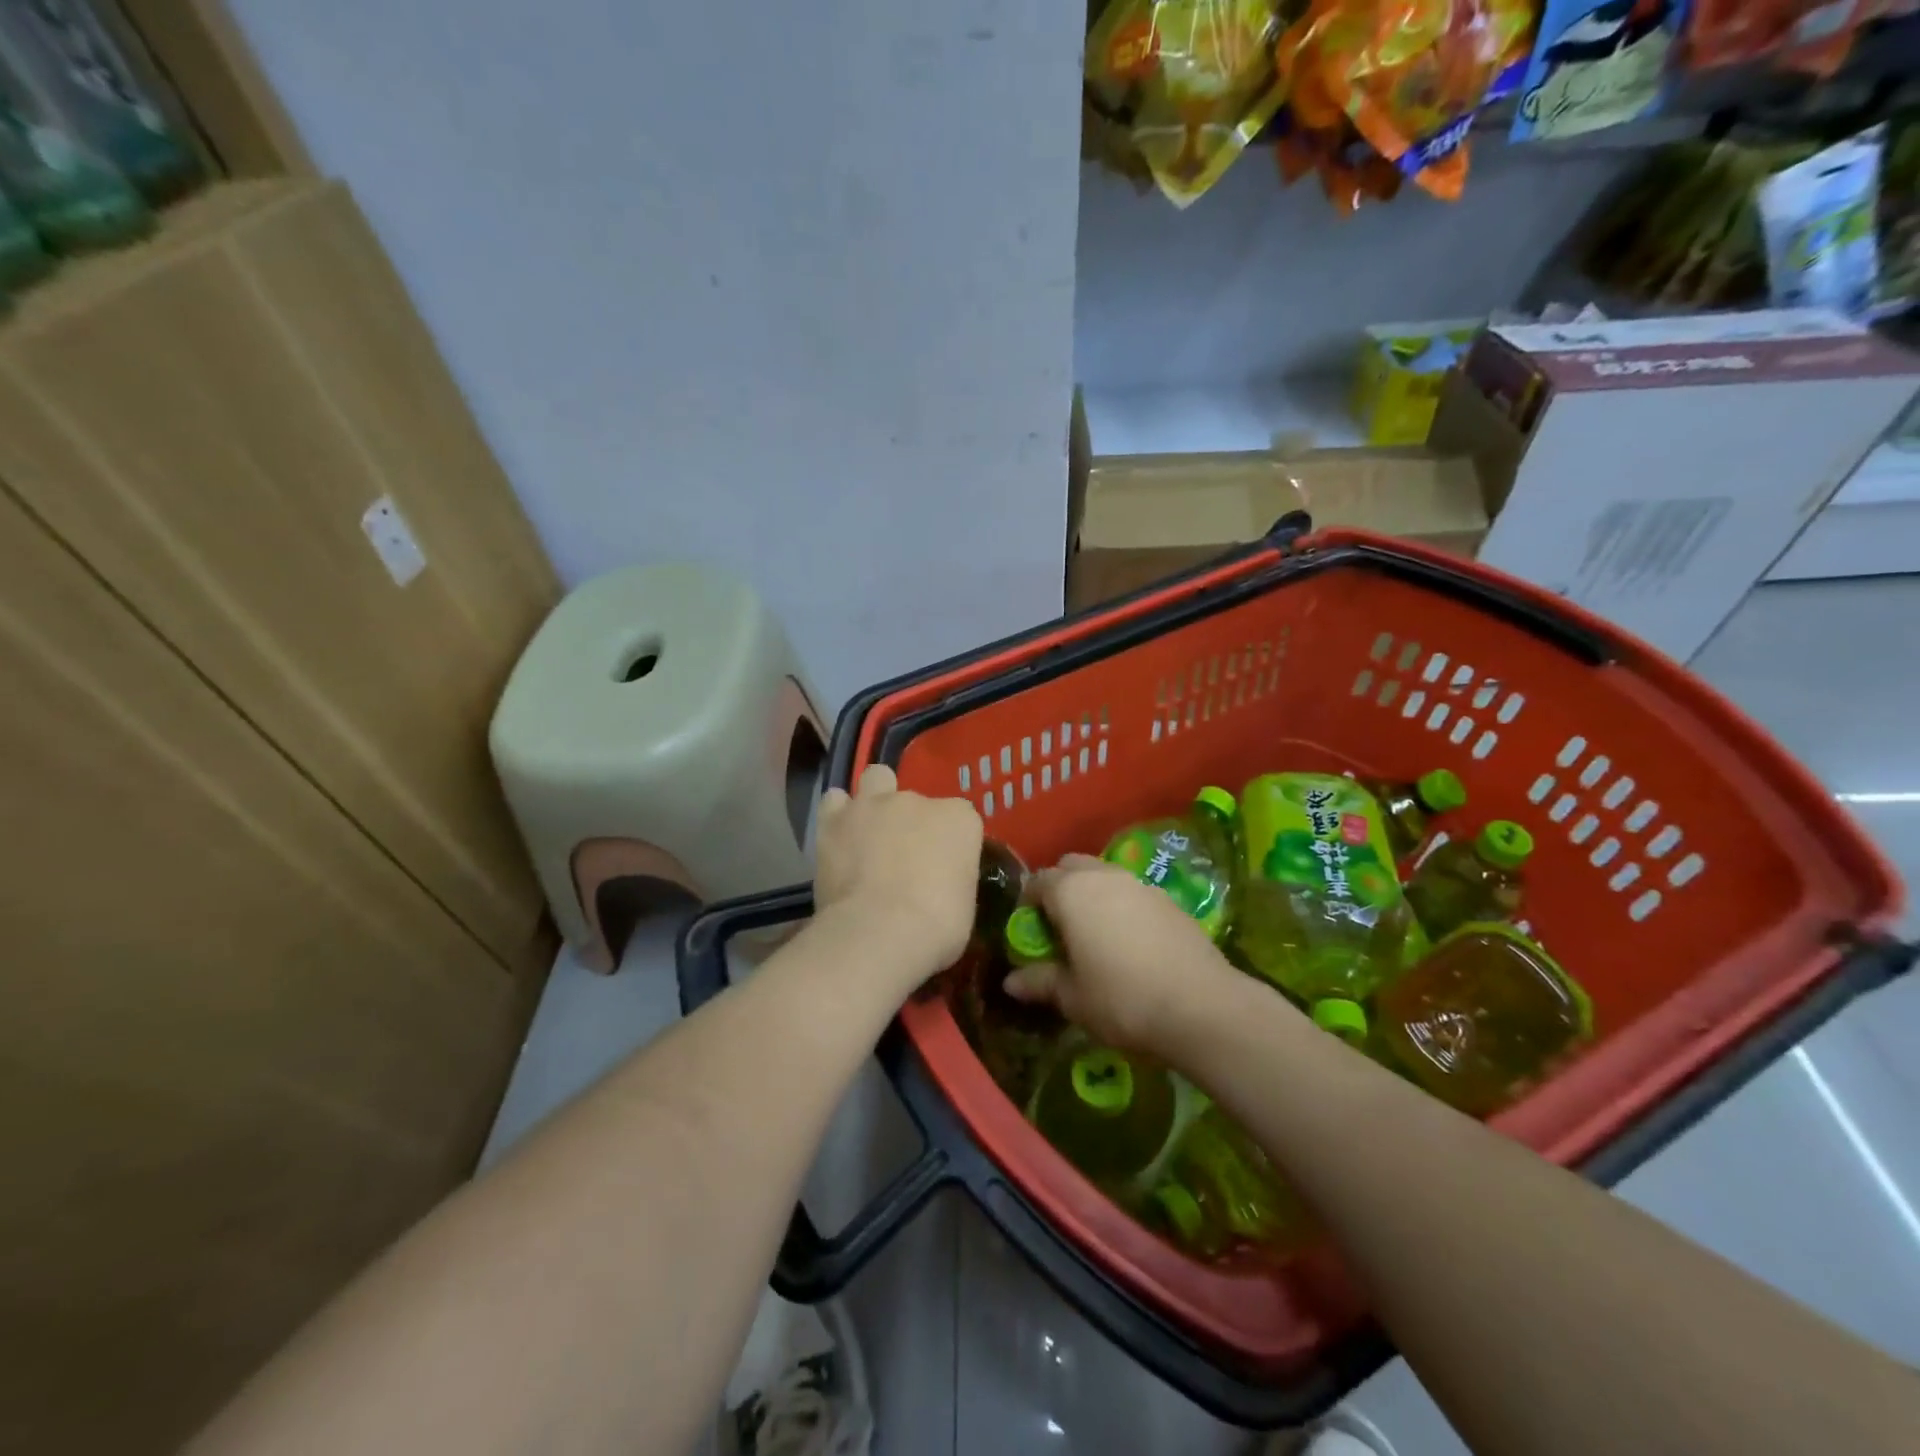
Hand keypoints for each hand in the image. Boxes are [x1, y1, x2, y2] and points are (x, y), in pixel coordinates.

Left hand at [814, 765, 982, 992]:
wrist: (880, 931)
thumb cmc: (937, 926)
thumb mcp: (964, 906)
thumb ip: (952, 879)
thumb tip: (938, 884)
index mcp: (960, 819)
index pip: (960, 818)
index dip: (950, 841)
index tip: (943, 867)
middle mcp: (918, 800)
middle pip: (917, 800)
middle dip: (911, 820)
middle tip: (903, 854)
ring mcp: (874, 805)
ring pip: (876, 779)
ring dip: (874, 801)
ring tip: (868, 832)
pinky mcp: (835, 819)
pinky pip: (834, 801)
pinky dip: (837, 816)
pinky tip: (839, 838)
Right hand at [1003, 854, 1241, 1055]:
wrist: (1201, 1007)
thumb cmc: (1121, 999)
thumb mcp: (1072, 997)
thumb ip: (1040, 982)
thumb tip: (1011, 982)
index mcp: (1071, 891)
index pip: (1036, 882)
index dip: (1027, 905)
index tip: (1028, 933)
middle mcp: (1104, 876)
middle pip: (1071, 867)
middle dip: (1060, 889)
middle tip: (1060, 928)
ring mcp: (1141, 884)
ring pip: (1105, 877)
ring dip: (1094, 896)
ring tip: (1095, 936)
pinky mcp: (1170, 900)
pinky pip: (1133, 894)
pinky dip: (1123, 908)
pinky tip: (1131, 944)